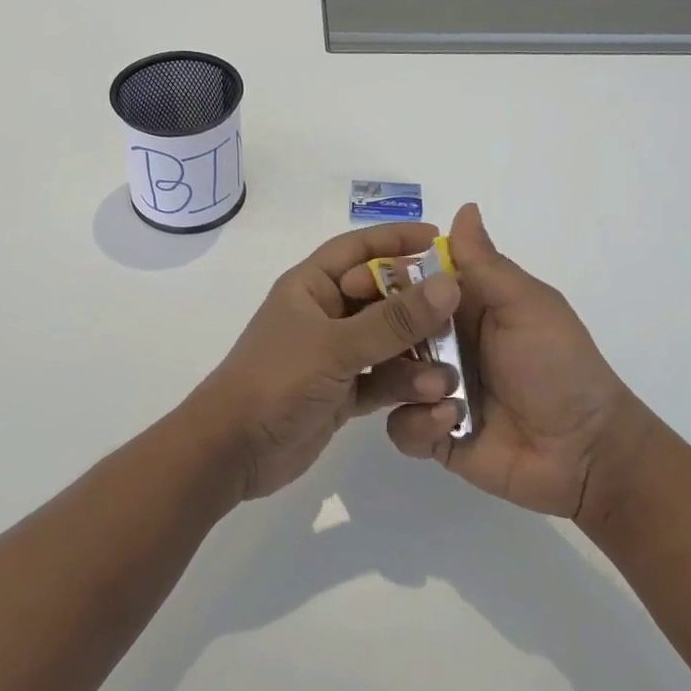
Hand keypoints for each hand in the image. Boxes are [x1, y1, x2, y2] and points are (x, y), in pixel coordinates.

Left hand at [191, 224, 462, 500]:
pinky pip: (382, 379)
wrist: (233, 451)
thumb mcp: (336, 346)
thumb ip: (393, 320)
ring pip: (386, 342)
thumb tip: (448, 284)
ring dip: (416, 353)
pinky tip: (433, 395)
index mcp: (310, 286)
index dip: (396, 240)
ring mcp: (333, 355)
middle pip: (380, 297)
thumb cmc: (276, 380)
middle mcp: (324, 315)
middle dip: (418, 305)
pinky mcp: (341, 393)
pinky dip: (405, 385)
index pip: (357, 249)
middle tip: (458, 313)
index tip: (439, 239)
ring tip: (447, 370)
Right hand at [374, 204, 661, 520]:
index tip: (351, 281)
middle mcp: (441, 345)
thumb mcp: (527, 307)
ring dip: (407, 381)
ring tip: (443, 390)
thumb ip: (486, 264)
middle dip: (379, 334)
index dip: (378, 278)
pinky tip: (451, 422)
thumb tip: (464, 207)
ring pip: (387, 378)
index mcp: (461, 308)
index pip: (407, 283)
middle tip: (378, 341)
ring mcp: (434, 390)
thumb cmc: (559, 366)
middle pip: (386, 330)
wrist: (586, 451)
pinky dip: (419, 424)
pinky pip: (401, 426)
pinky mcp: (434, 434)